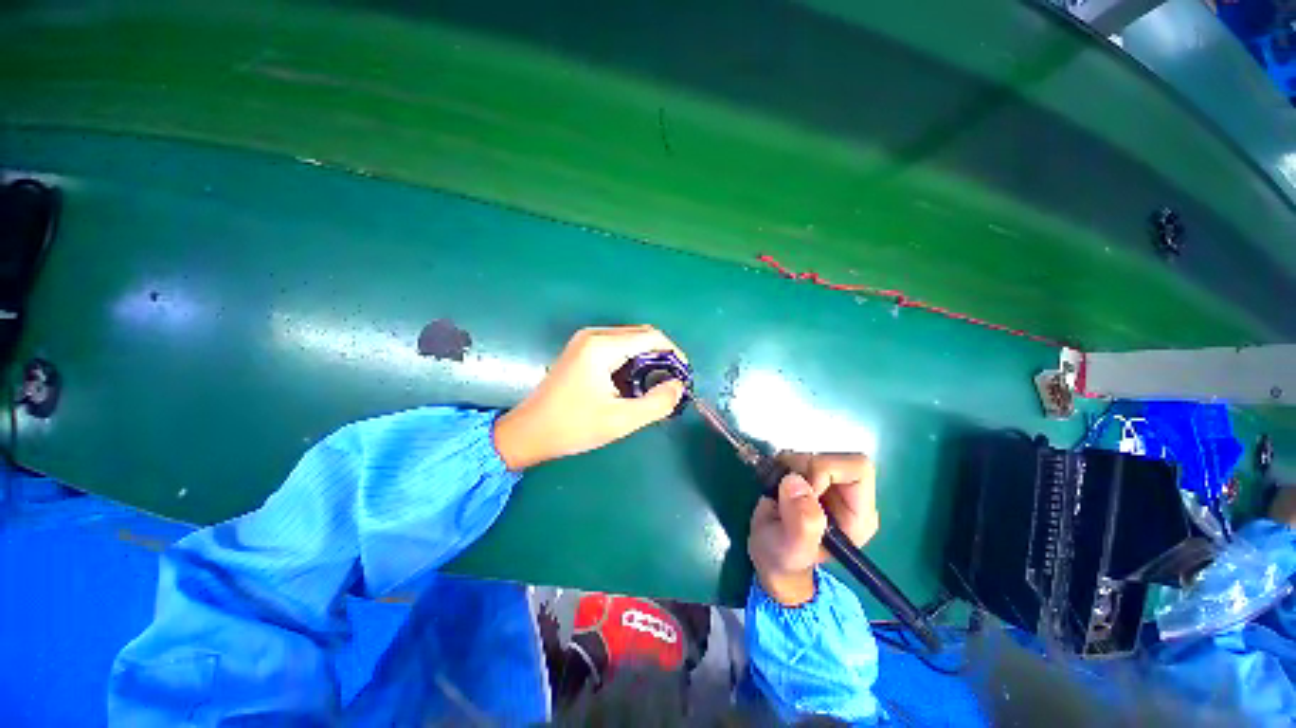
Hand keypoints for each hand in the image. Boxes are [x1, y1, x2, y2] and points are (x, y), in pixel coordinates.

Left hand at [492, 325, 687, 469]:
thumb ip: (657, 403)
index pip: (651, 337)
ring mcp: (585, 341)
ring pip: (630, 341)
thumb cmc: (573, 426)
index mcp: (602, 346)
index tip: (683, 377)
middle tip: (669, 385)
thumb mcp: (620, 420)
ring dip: (647, 360)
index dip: (673, 354)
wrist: (529, 432)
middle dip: (661, 357)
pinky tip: (631, 384)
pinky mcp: (581, 350)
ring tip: (653, 387)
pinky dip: (631, 361)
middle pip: (641, 335)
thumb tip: (678, 386)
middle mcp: (594, 335)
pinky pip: (616, 347)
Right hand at [748, 453, 877, 605]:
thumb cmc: (785, 559)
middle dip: (803, 467)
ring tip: (778, 492)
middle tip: (783, 489)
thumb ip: (801, 523)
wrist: (771, 555)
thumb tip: (795, 482)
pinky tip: (777, 486)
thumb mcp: (792, 549)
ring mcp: (829, 484)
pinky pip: (798, 456)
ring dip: (790, 467)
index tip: (800, 488)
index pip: (858, 470)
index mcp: (858, 514)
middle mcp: (849, 495)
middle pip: (834, 458)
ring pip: (813, 454)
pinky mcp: (811, 476)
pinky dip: (783, 465)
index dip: (826, 470)